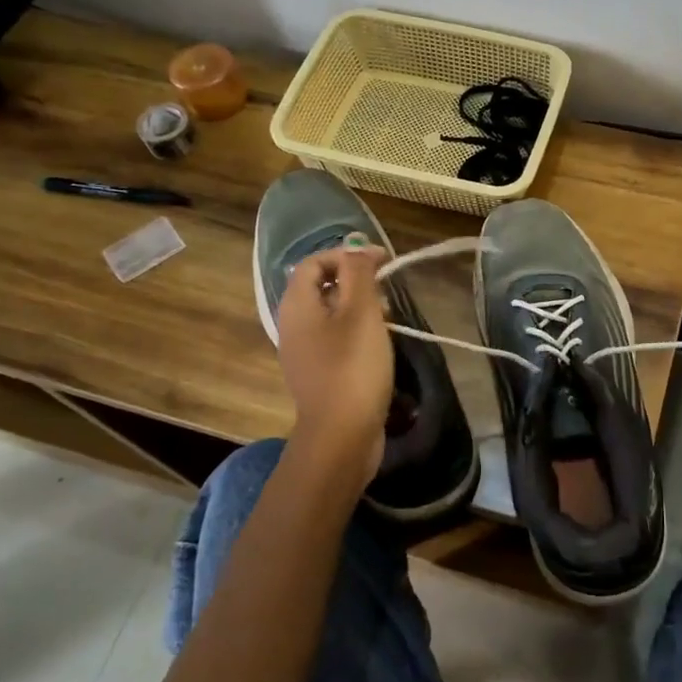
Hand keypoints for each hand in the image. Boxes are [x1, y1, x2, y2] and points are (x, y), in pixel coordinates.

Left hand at [275, 246, 393, 486]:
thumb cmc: (353, 367)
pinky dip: (355, 332)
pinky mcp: (318, 374)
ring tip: (388, 316)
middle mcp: (292, 325)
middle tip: (386, 288)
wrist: (341, 435)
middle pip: (320, 286)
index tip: (383, 261)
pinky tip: (378, 344)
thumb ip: (358, 273)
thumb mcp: (361, 312)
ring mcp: (303, 352)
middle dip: (355, 280)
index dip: (347, 254)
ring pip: (329, 314)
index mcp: (297, 305)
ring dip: (358, 307)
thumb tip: (356, 246)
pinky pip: (334, 339)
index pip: (315, 262)